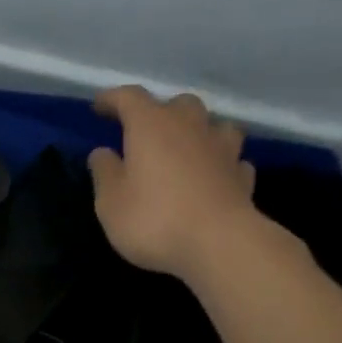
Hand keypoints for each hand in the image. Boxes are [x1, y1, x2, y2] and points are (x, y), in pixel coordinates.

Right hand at [87, 86, 260, 280]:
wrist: (219, 244)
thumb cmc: (154, 220)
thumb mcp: (111, 203)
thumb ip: (104, 173)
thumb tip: (102, 152)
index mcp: (151, 125)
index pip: (129, 98)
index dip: (112, 99)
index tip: (99, 107)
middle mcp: (190, 126)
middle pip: (176, 104)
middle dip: (160, 113)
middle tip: (146, 133)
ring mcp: (222, 149)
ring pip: (212, 125)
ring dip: (198, 132)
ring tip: (187, 149)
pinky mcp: (242, 176)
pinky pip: (231, 159)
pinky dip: (221, 163)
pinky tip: (215, 176)